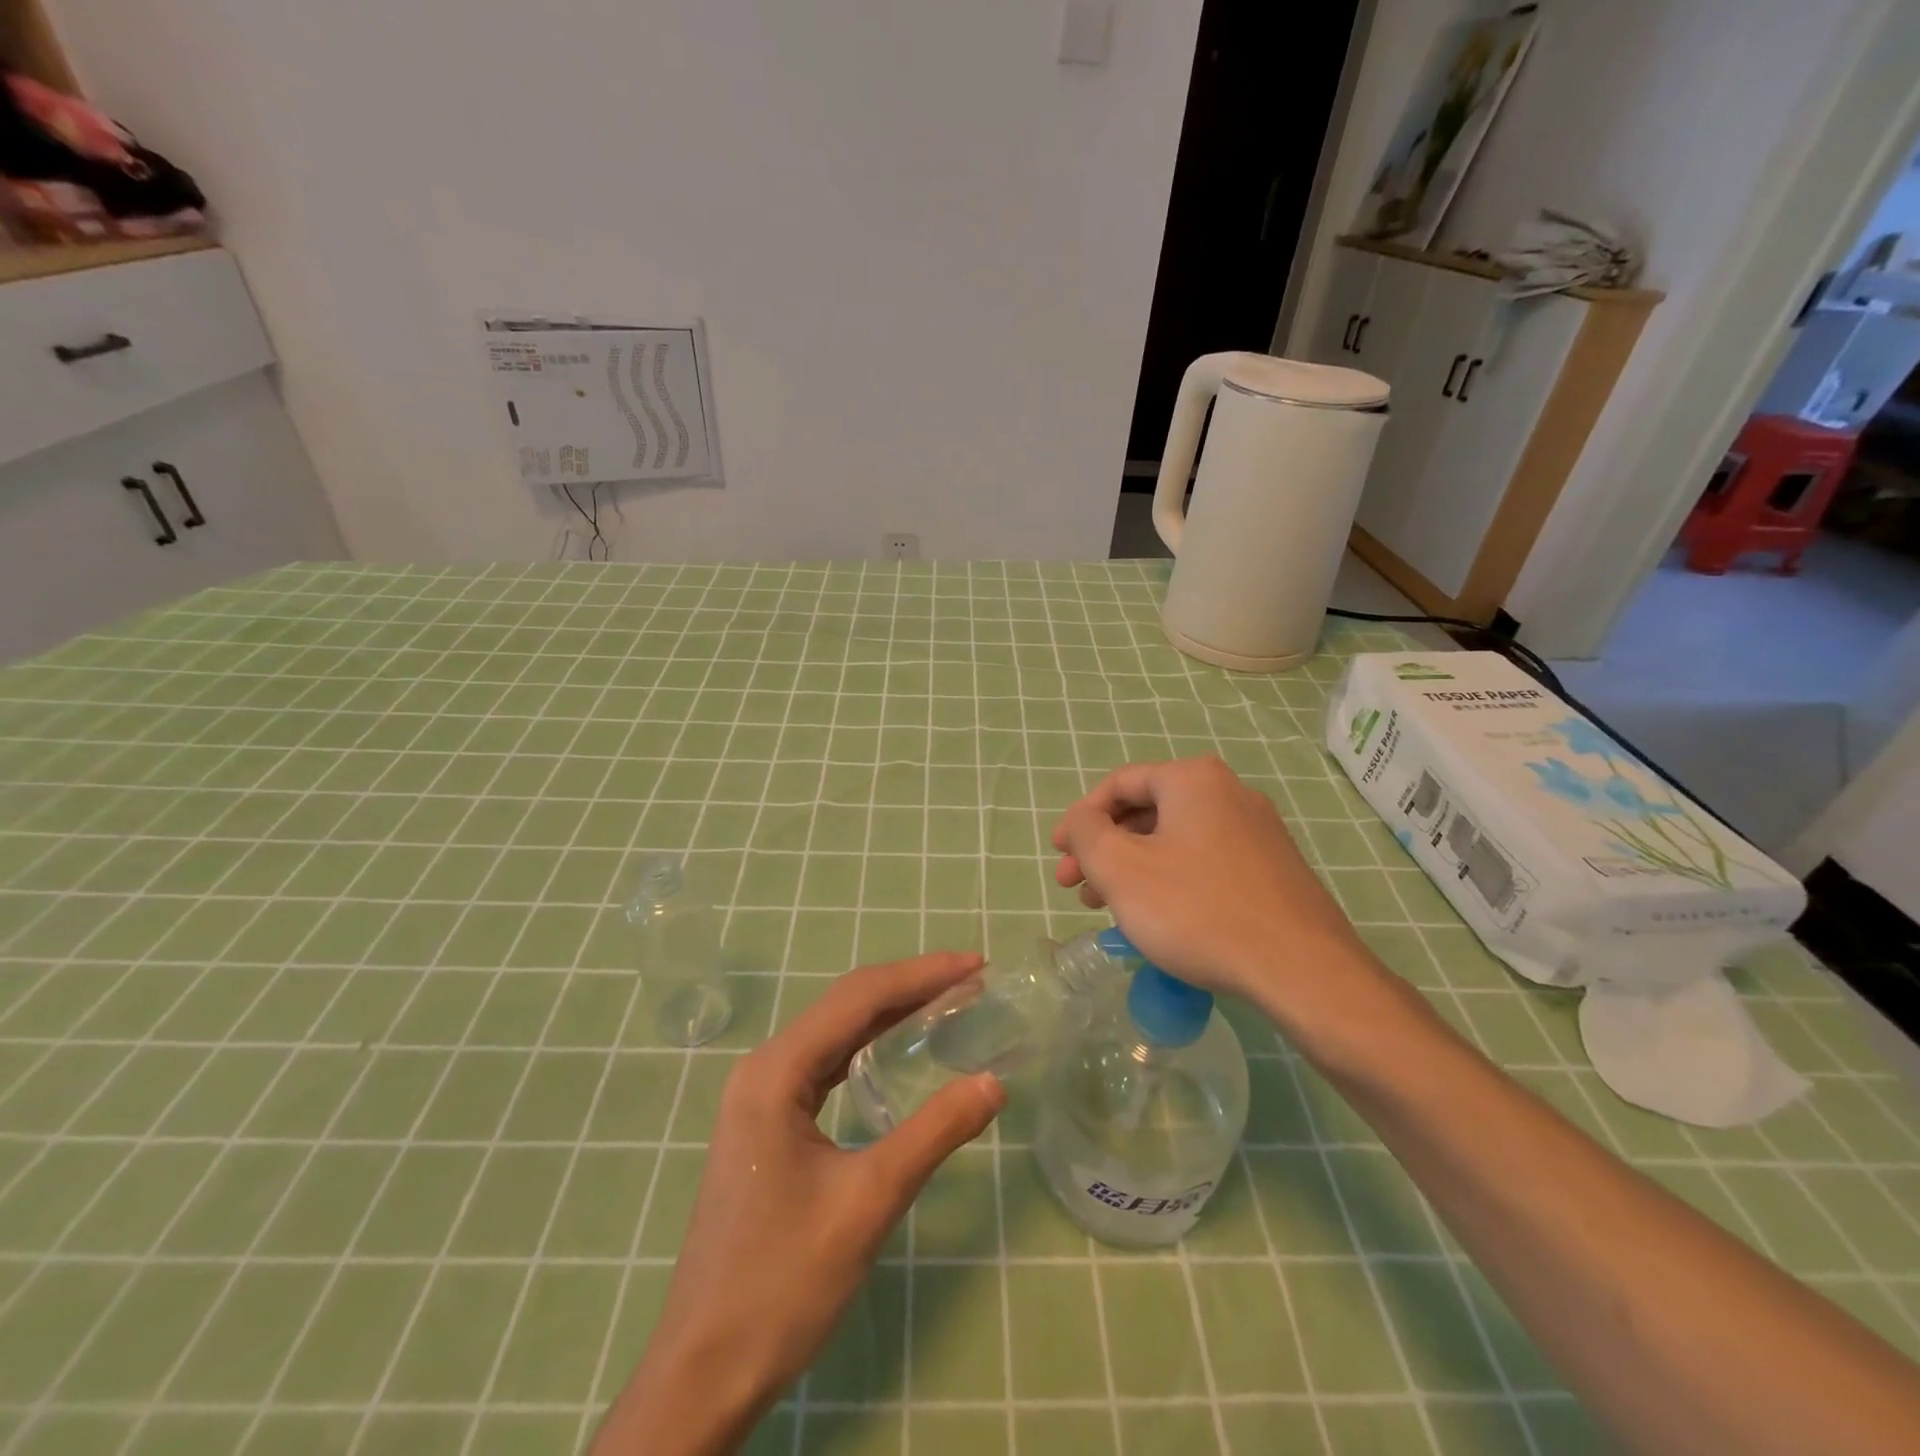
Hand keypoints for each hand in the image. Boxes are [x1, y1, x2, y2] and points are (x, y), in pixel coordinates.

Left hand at [592, 952, 1005, 1455]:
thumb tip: (994, 1083)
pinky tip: (897, 1048)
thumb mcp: (869, 1202)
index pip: (859, 998)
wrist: (705, 1370)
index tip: (976, 964)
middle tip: (971, 979)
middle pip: (846, 1005)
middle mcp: (764, 1068)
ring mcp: (761, 1096)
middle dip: (910, 986)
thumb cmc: (782, 1282)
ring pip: (835, 1032)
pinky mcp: (767, 1123)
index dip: (921, 974)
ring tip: (947, 1002)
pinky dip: (868, 1046)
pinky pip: (826, 1064)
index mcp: (776, 1071)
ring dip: (891, 1012)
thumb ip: (934, 1133)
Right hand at [1053, 757, 1395, 1036]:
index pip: (1119, 784)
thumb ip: (1086, 833)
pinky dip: (1169, 879)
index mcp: (1193, 780)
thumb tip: (1081, 820)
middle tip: (1076, 887)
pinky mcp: (1273, 868)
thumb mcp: (1121, 868)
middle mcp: (1229, 793)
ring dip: (1133, 867)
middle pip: (1147, 811)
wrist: (1301, 970)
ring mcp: (1258, 831)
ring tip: (1107, 908)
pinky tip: (1157, 916)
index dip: (1080, 818)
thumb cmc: (1197, 910)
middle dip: (1104, 848)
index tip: (1058, 855)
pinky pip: (1204, 861)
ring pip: (1175, 839)